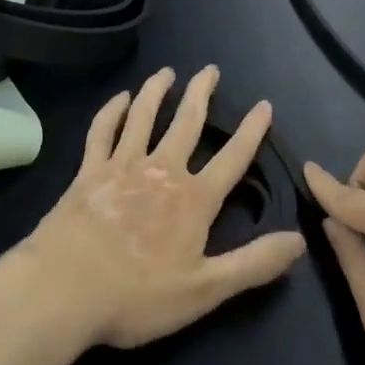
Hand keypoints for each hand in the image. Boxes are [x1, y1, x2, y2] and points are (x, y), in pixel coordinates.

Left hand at [7, 66, 305, 350]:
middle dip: (201, 93)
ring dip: (157, 91)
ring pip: (144, 116)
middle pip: (187, 122)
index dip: (252, 131)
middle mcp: (162, 170)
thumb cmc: (138, 296)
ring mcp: (123, 165)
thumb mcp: (205, 290)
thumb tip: (299, 239)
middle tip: (210, 69)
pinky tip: (119, 98)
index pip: (232, 158)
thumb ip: (254, 263)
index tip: (264, 104)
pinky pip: (103, 131)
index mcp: (193, 199)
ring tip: (167, 72)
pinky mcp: (90, 170)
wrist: (65, 289)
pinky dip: (112, 111)